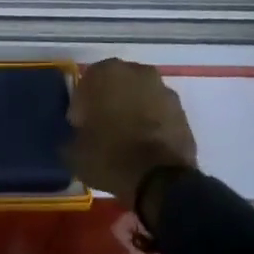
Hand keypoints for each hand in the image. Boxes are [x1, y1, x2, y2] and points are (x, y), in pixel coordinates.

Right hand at [66, 58, 197, 215]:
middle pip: (115, 84)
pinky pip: (157, 111)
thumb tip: (75, 136)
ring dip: (131, 110)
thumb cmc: (110, 157)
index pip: (86, 83)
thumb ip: (72, 135)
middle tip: (102, 129)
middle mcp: (136, 72)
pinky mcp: (181, 110)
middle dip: (108, 102)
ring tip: (126, 139)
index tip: (80, 126)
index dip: (81, 106)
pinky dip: (151, 122)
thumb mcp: (74, 152)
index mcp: (106, 73)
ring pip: (139, 95)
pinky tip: (145, 144)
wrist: (161, 181)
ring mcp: (162, 89)